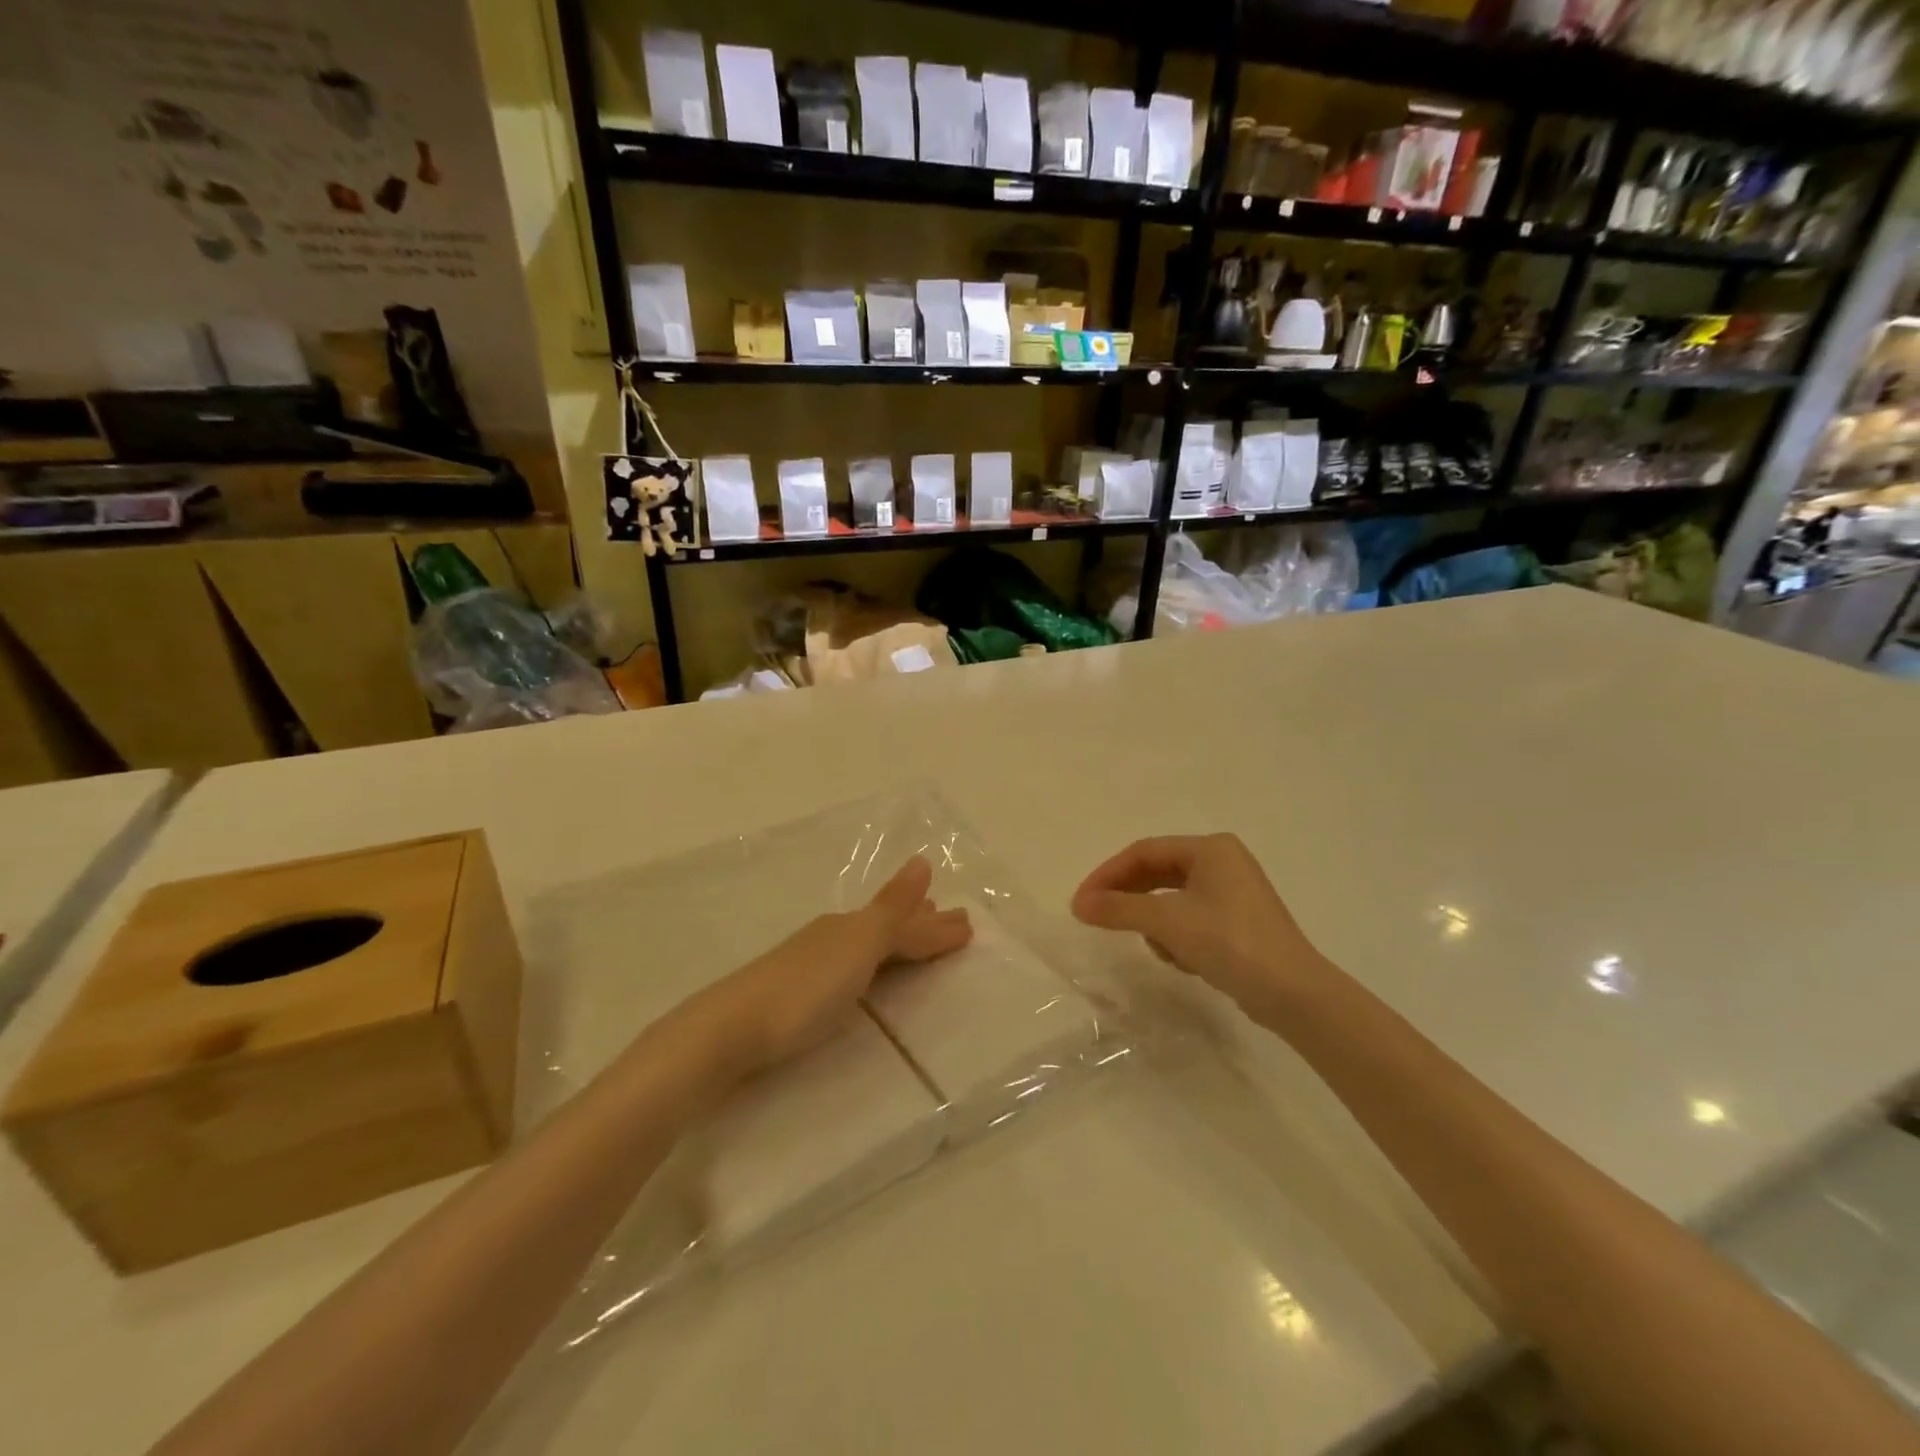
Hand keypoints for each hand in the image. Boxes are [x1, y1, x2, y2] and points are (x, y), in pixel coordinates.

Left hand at [685, 857, 972, 1077]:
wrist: (730, 1029)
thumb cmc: (805, 988)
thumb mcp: (858, 944)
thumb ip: (892, 909)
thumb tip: (922, 862)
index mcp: (850, 927)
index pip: (904, 922)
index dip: (935, 926)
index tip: (968, 925)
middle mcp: (833, 938)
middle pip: (885, 928)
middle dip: (919, 924)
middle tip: (950, 922)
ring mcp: (811, 965)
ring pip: (866, 946)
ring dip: (897, 941)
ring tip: (917, 941)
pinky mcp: (796, 996)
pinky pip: (851, 968)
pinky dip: (873, 964)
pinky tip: (865, 975)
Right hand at [1071, 834, 1327, 1027]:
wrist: (1294, 995)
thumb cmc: (1231, 943)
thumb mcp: (1168, 922)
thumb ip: (1120, 909)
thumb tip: (1079, 904)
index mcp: (1211, 848)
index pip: (1143, 852)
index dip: (1107, 874)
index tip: (1082, 902)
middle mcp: (1222, 862)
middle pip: (1157, 873)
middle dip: (1129, 899)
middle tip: (1097, 919)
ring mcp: (1232, 893)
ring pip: (1171, 899)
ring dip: (1156, 923)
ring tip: (1159, 948)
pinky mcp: (1237, 922)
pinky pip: (1189, 919)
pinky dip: (1177, 936)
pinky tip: (1184, 961)